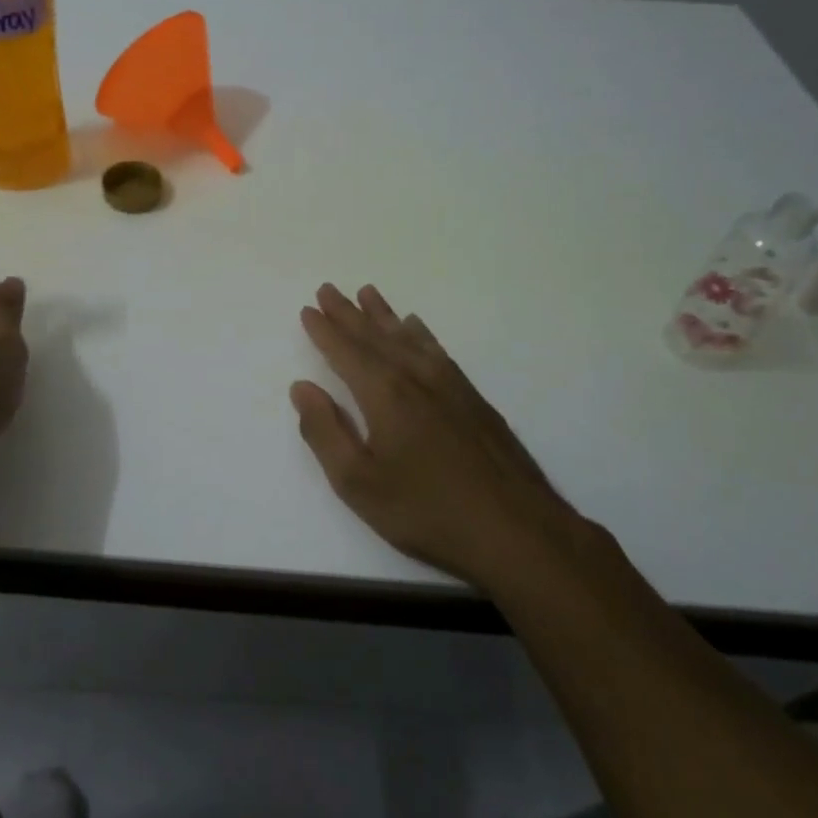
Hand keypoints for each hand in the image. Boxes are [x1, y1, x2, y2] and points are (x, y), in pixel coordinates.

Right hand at [290, 283, 577, 591]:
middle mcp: (416, 377)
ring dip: (383, 315)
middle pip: (375, 337)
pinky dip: (420, 333)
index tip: (308, 310)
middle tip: (328, 289)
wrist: (515, 529)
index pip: (345, 352)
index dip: (324, 331)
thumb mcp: (358, 483)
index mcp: (384, 394)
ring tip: (367, 293)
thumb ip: (325, 432)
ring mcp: (450, 385)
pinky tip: (417, 328)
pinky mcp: (473, 398)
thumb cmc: (425, 510)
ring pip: (408, 337)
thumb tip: (302, 388)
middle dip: (348, 313)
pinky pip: (437, 350)